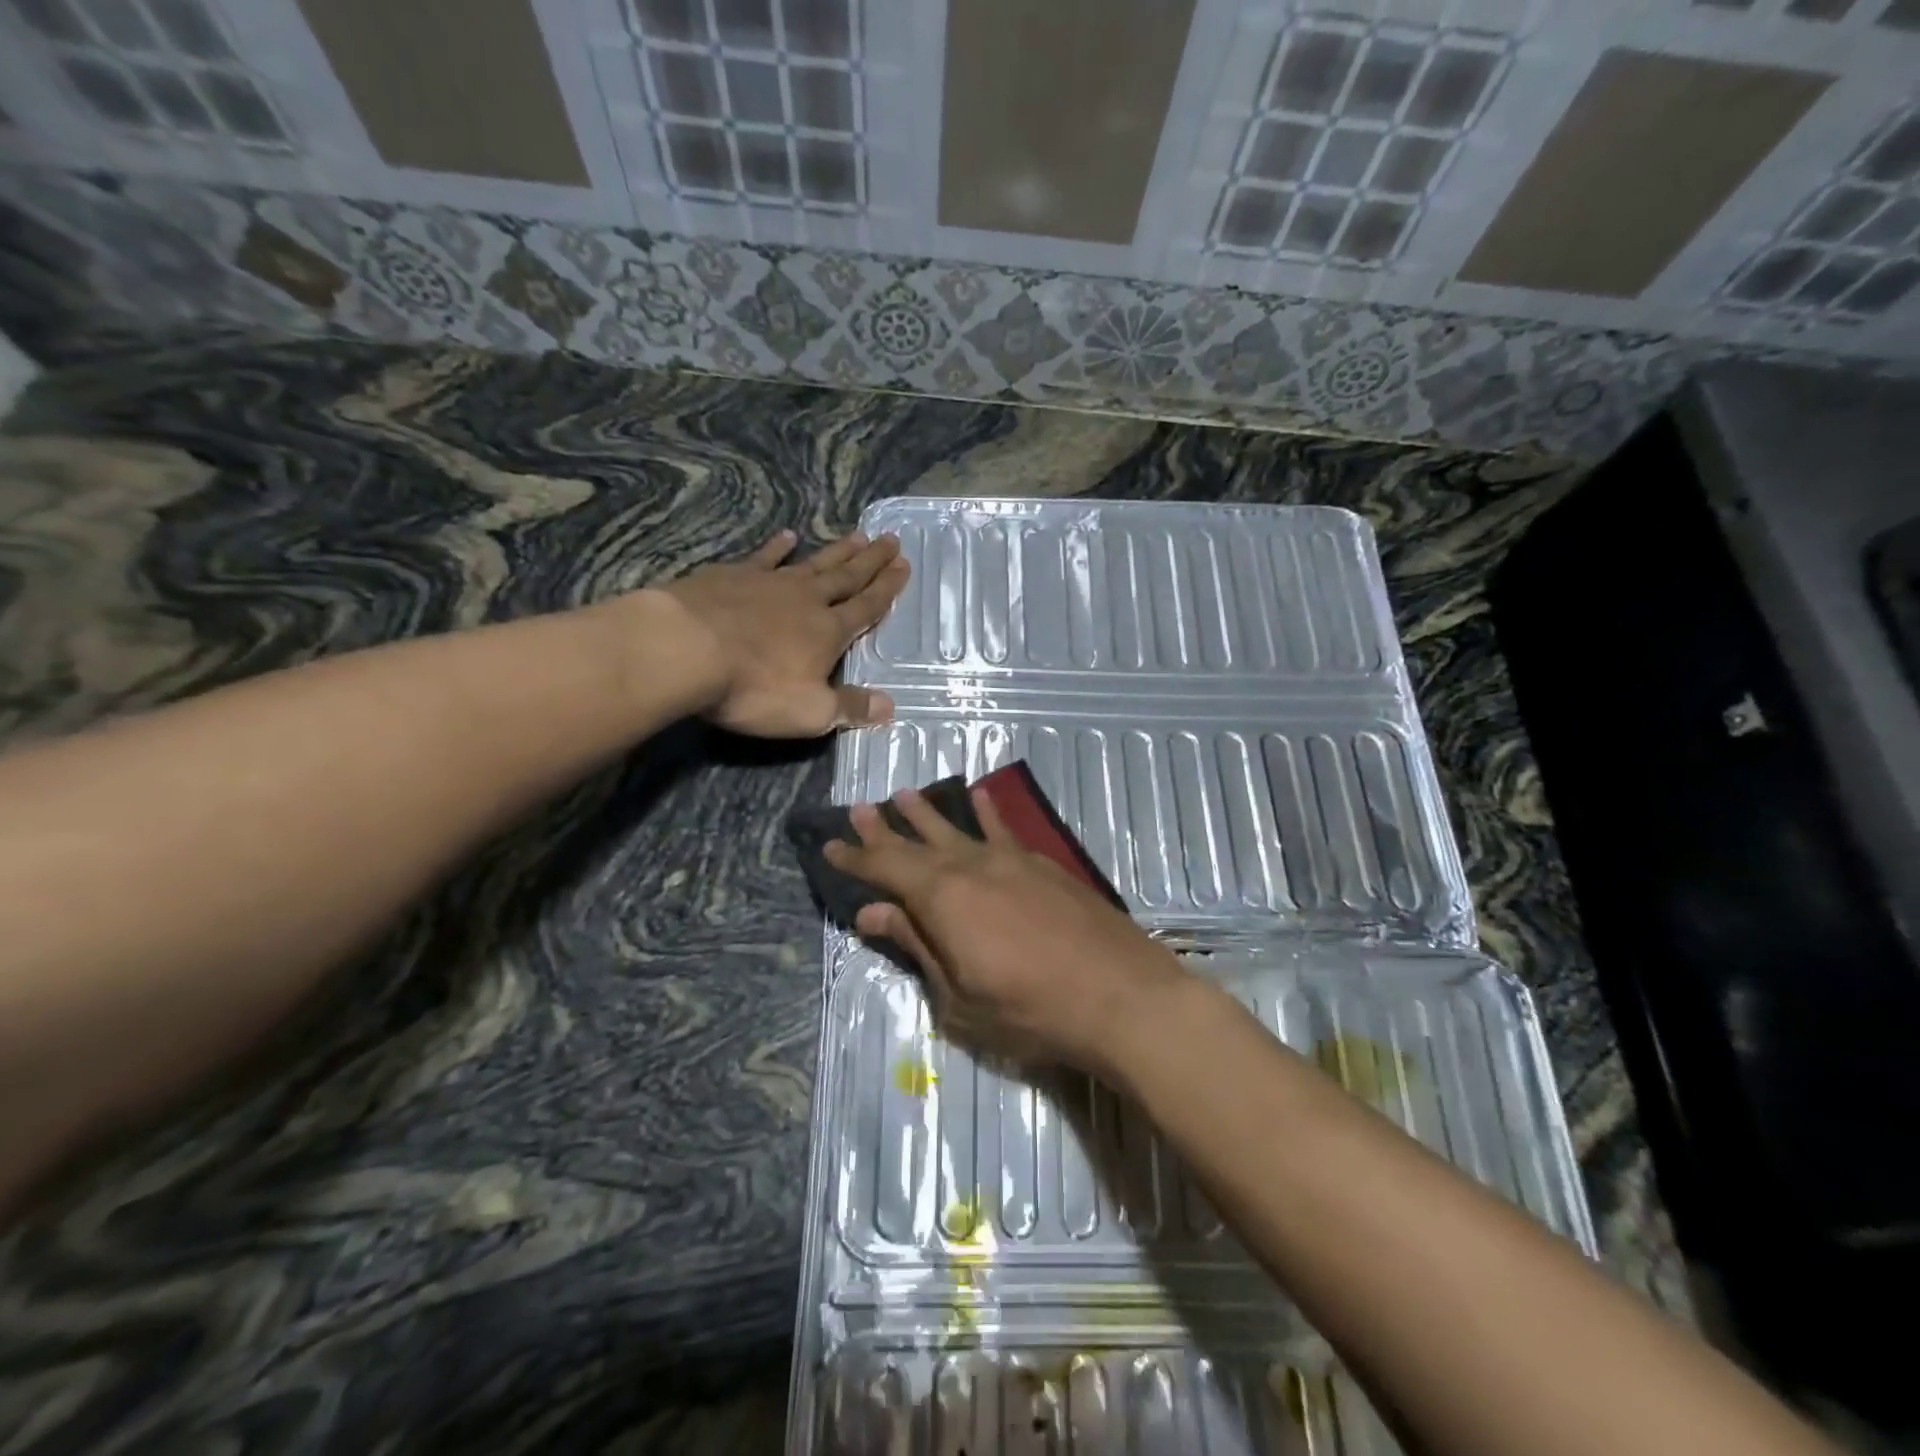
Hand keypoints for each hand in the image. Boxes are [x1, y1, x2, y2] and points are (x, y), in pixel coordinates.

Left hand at [661, 528, 908, 737]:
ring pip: (812, 563)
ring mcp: (767, 583)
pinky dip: (778, 547)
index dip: (887, 589)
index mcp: (828, 631)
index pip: (866, 607)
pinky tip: (787, 536)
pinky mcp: (730, 576)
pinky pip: (763, 557)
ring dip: (836, 551)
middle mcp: (805, 600)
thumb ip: (850, 708)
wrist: (685, 648)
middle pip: (845, 577)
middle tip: (890, 540)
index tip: (904, 566)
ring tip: (857, 535)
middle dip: (870, 561)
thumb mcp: (809, 712)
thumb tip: (890, 708)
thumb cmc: (753, 686)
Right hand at [824, 787, 1191, 1074]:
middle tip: (858, 809)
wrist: (1119, 994)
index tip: (831, 846)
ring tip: (904, 794)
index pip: (885, 870)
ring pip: (958, 828)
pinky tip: (980, 798)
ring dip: (928, 813)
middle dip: (885, 829)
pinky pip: (1003, 829)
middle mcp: (970, 866)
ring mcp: (1010, 860)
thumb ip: (917, 946)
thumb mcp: (958, 995)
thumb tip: (874, 911)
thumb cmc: (1030, 1010)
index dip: (856, 859)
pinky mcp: (1042, 864)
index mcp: (941, 898)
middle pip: (917, 842)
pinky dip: (987, 813)